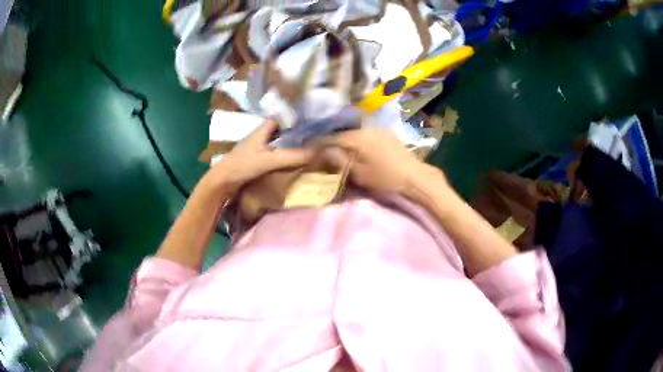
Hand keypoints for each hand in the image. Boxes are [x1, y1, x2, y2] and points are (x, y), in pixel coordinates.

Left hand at [205, 120, 314, 192]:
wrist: (222, 181)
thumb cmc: (243, 165)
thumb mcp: (270, 160)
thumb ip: (293, 156)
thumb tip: (320, 152)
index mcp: (264, 127)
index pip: (285, 115)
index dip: (299, 117)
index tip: (315, 120)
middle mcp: (262, 133)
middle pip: (284, 128)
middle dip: (298, 130)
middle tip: (317, 135)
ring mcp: (259, 145)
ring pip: (280, 140)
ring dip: (292, 142)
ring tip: (310, 145)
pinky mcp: (257, 156)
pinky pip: (276, 150)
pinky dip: (285, 152)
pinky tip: (294, 158)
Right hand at [319, 128, 444, 195]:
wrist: (415, 178)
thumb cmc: (385, 179)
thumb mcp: (358, 174)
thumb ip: (338, 161)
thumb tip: (322, 152)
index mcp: (356, 138)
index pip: (329, 138)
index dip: (317, 146)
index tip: (309, 154)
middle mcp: (366, 128)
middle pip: (341, 134)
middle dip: (330, 143)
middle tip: (322, 154)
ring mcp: (378, 129)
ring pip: (353, 134)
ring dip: (344, 142)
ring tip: (339, 153)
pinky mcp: (387, 134)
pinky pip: (365, 135)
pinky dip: (357, 142)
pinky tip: (357, 150)